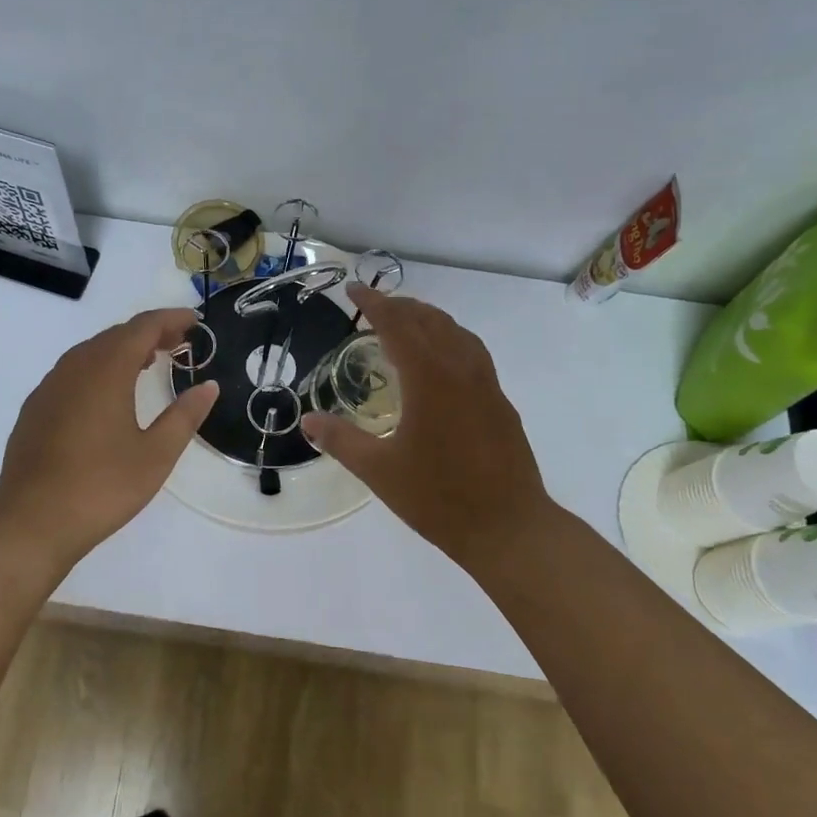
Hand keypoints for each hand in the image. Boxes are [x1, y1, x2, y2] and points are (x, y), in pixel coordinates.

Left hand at [0, 307, 219, 562]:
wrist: (30, 522)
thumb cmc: (101, 487)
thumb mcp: (155, 455)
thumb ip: (184, 416)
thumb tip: (208, 386)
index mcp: (106, 370)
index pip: (142, 327)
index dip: (170, 319)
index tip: (194, 321)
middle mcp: (75, 367)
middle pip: (115, 334)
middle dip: (148, 332)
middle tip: (178, 342)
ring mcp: (50, 387)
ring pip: (91, 351)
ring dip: (122, 349)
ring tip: (148, 362)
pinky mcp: (35, 408)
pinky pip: (72, 371)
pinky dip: (98, 367)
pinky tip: (107, 393)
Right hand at [301, 286, 554, 568]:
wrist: (509, 528)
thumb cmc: (438, 498)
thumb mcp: (379, 471)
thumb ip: (341, 440)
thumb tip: (308, 421)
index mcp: (429, 378)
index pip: (398, 324)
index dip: (373, 303)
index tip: (353, 289)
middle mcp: (460, 370)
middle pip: (429, 320)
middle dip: (400, 305)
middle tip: (372, 305)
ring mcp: (486, 385)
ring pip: (456, 332)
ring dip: (427, 318)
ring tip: (405, 323)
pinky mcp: (500, 402)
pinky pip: (472, 352)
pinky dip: (449, 339)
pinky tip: (441, 361)